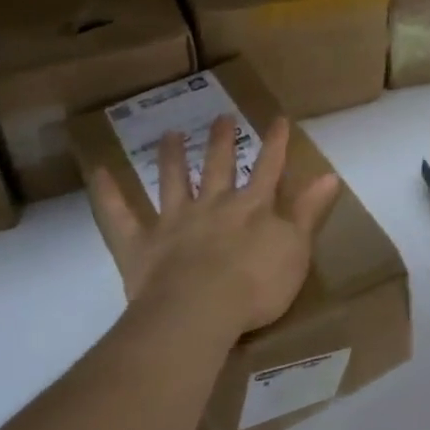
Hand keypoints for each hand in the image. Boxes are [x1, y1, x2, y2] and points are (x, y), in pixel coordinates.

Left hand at [90, 114, 341, 342]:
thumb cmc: (256, 286)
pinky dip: (108, 193)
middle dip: (221, 141)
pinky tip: (99, 171)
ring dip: (172, 156)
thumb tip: (329, 175)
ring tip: (170, 133)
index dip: (275, 144)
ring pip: (172, 180)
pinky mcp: (140, 243)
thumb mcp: (296, 250)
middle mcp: (212, 204)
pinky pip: (119, 215)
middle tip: (221, 117)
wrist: (200, 312)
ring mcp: (173, 221)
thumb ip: (309, 212)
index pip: (269, 168)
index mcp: (251, 207)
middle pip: (218, 166)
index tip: (278, 119)